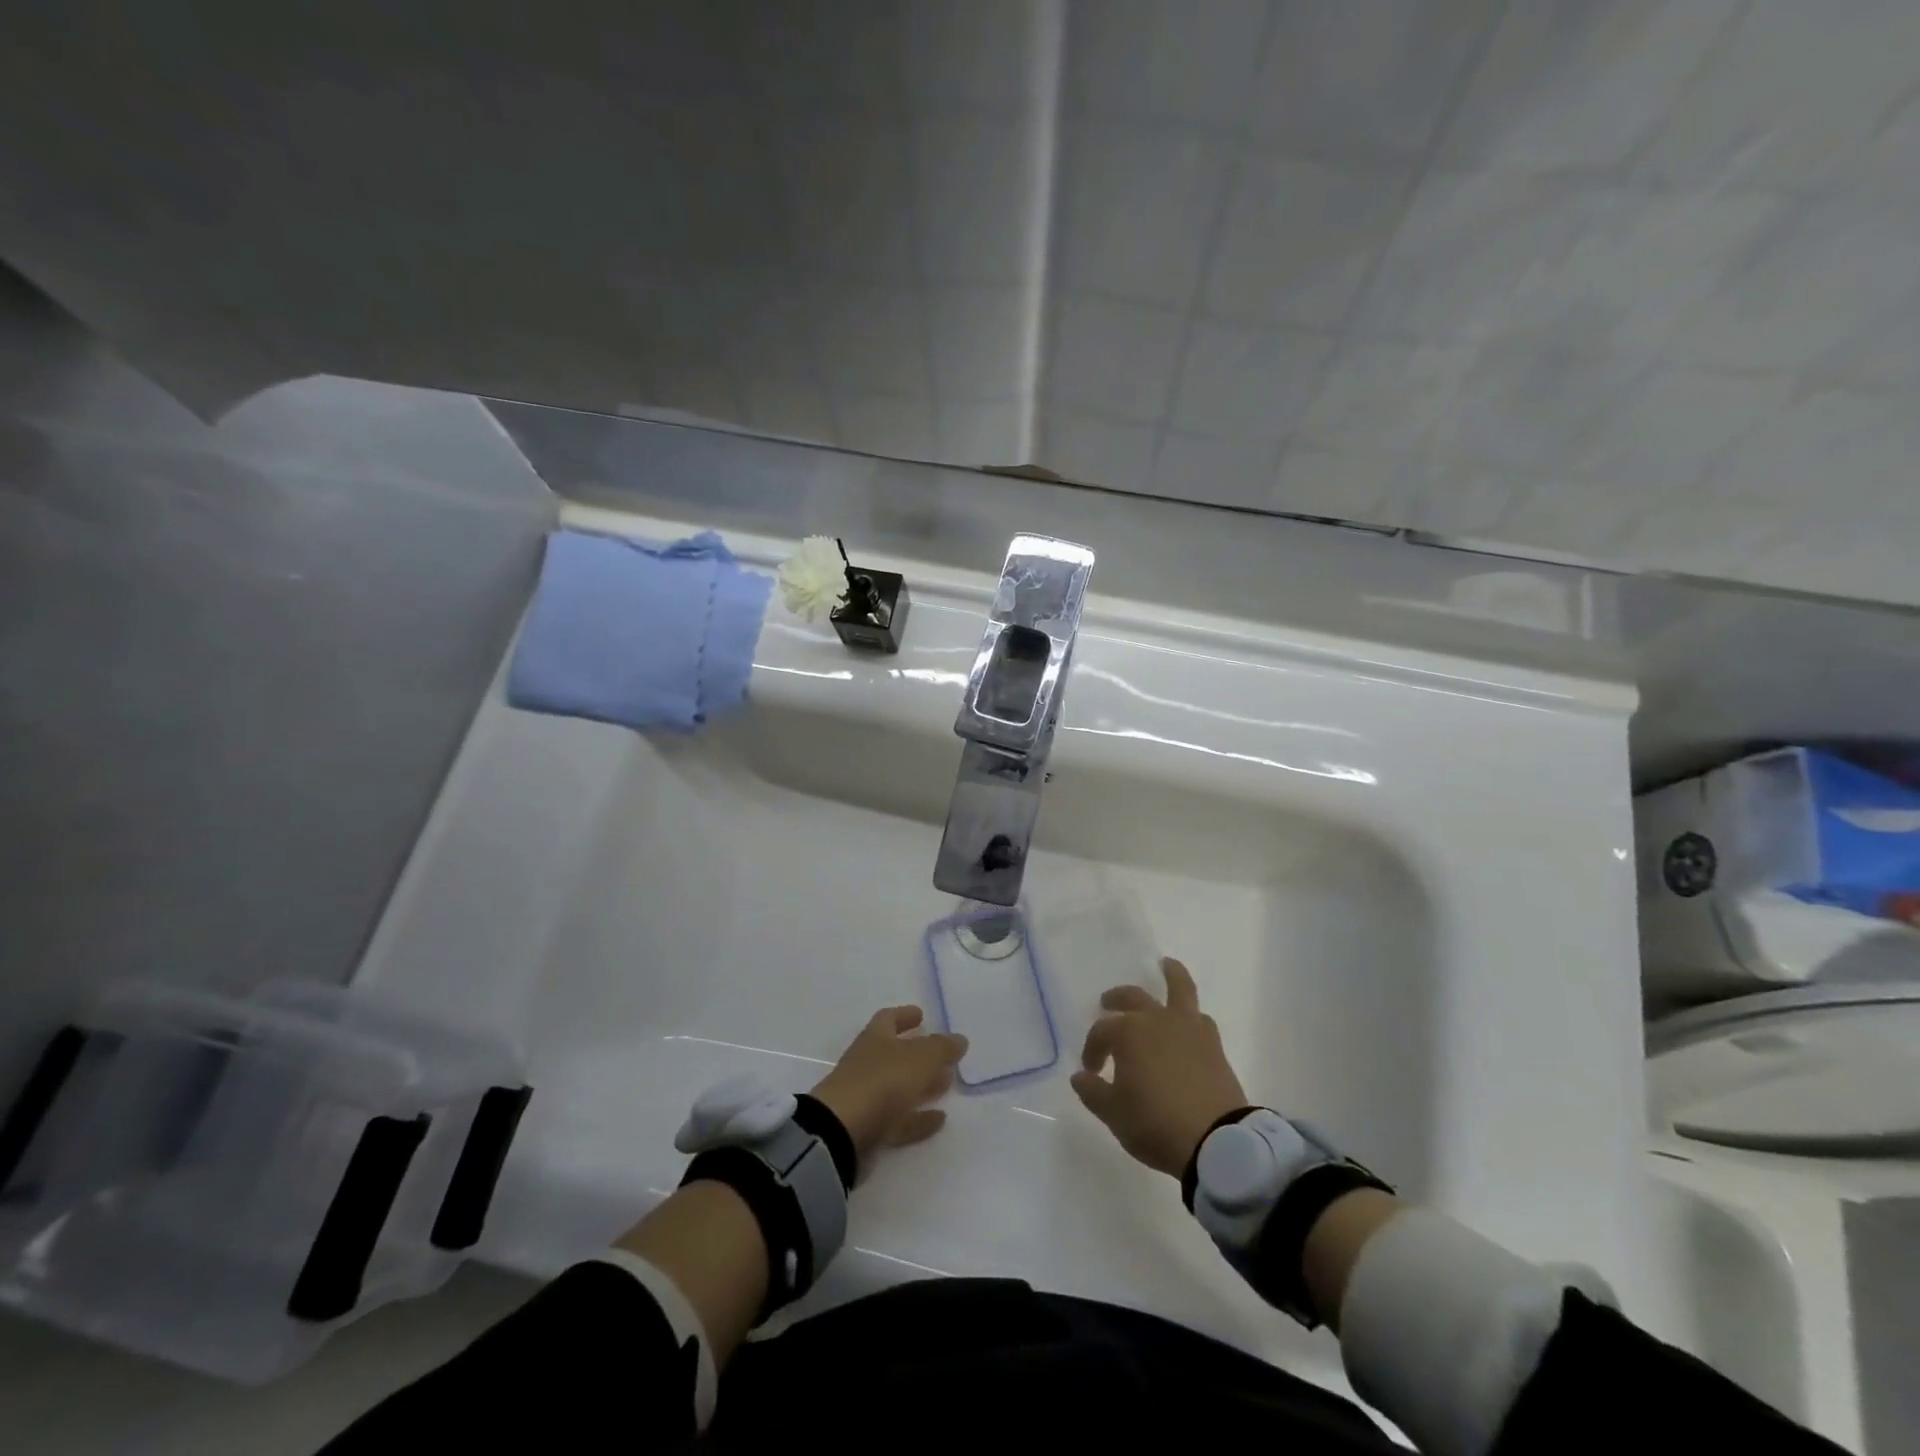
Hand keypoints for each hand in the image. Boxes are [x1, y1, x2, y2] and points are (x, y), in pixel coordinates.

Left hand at [811, 1005, 967, 1169]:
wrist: (841, 1133)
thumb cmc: (882, 1082)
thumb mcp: (920, 1058)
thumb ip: (942, 1048)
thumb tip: (959, 1039)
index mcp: (875, 1038)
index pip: (888, 1019)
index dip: (904, 1015)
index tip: (921, 1015)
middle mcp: (867, 1064)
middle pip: (895, 1054)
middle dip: (920, 1054)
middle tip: (944, 1056)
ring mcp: (866, 1097)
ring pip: (899, 1087)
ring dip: (922, 1086)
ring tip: (947, 1085)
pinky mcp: (868, 1130)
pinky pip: (899, 1120)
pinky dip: (918, 1118)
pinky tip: (940, 1120)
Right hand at [1071, 957, 1249, 1178]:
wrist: (1216, 1141)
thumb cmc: (1155, 1123)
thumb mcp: (1113, 1113)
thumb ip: (1092, 1092)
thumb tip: (1081, 1075)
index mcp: (1128, 1033)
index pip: (1101, 1032)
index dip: (1092, 1049)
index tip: (1091, 1070)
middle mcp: (1157, 1020)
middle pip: (1132, 998)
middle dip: (1116, 999)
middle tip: (1107, 1003)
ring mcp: (1188, 1028)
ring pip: (1179, 987)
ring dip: (1170, 974)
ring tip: (1166, 965)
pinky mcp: (1213, 1044)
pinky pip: (1198, 1017)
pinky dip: (1190, 1013)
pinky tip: (1187, 1021)